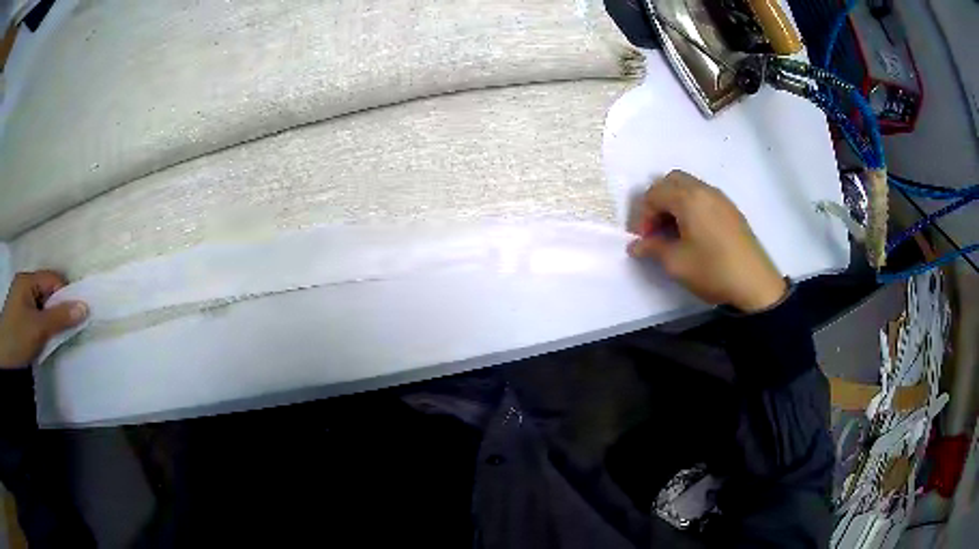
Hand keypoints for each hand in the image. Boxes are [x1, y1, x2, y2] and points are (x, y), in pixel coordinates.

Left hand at [0, 271, 87, 368]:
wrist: (5, 356)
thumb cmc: (17, 337)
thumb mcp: (38, 329)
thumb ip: (60, 318)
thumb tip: (84, 307)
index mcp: (28, 280)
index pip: (52, 280)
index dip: (64, 296)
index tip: (72, 318)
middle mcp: (23, 285)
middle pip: (46, 292)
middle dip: (56, 310)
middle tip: (62, 332)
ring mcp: (19, 301)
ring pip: (40, 306)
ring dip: (47, 321)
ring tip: (49, 339)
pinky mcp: (18, 317)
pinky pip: (33, 316)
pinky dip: (40, 327)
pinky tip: (39, 341)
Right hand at [627, 170, 786, 312]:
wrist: (755, 284)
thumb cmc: (713, 270)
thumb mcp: (676, 263)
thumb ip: (652, 249)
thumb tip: (635, 245)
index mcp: (688, 198)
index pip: (653, 193)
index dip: (642, 215)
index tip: (643, 240)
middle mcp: (704, 190)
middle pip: (671, 181)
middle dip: (657, 201)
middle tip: (655, 228)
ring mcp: (720, 198)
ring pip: (688, 187)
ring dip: (674, 203)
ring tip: (672, 232)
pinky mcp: (730, 209)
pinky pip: (703, 196)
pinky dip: (690, 206)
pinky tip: (692, 232)